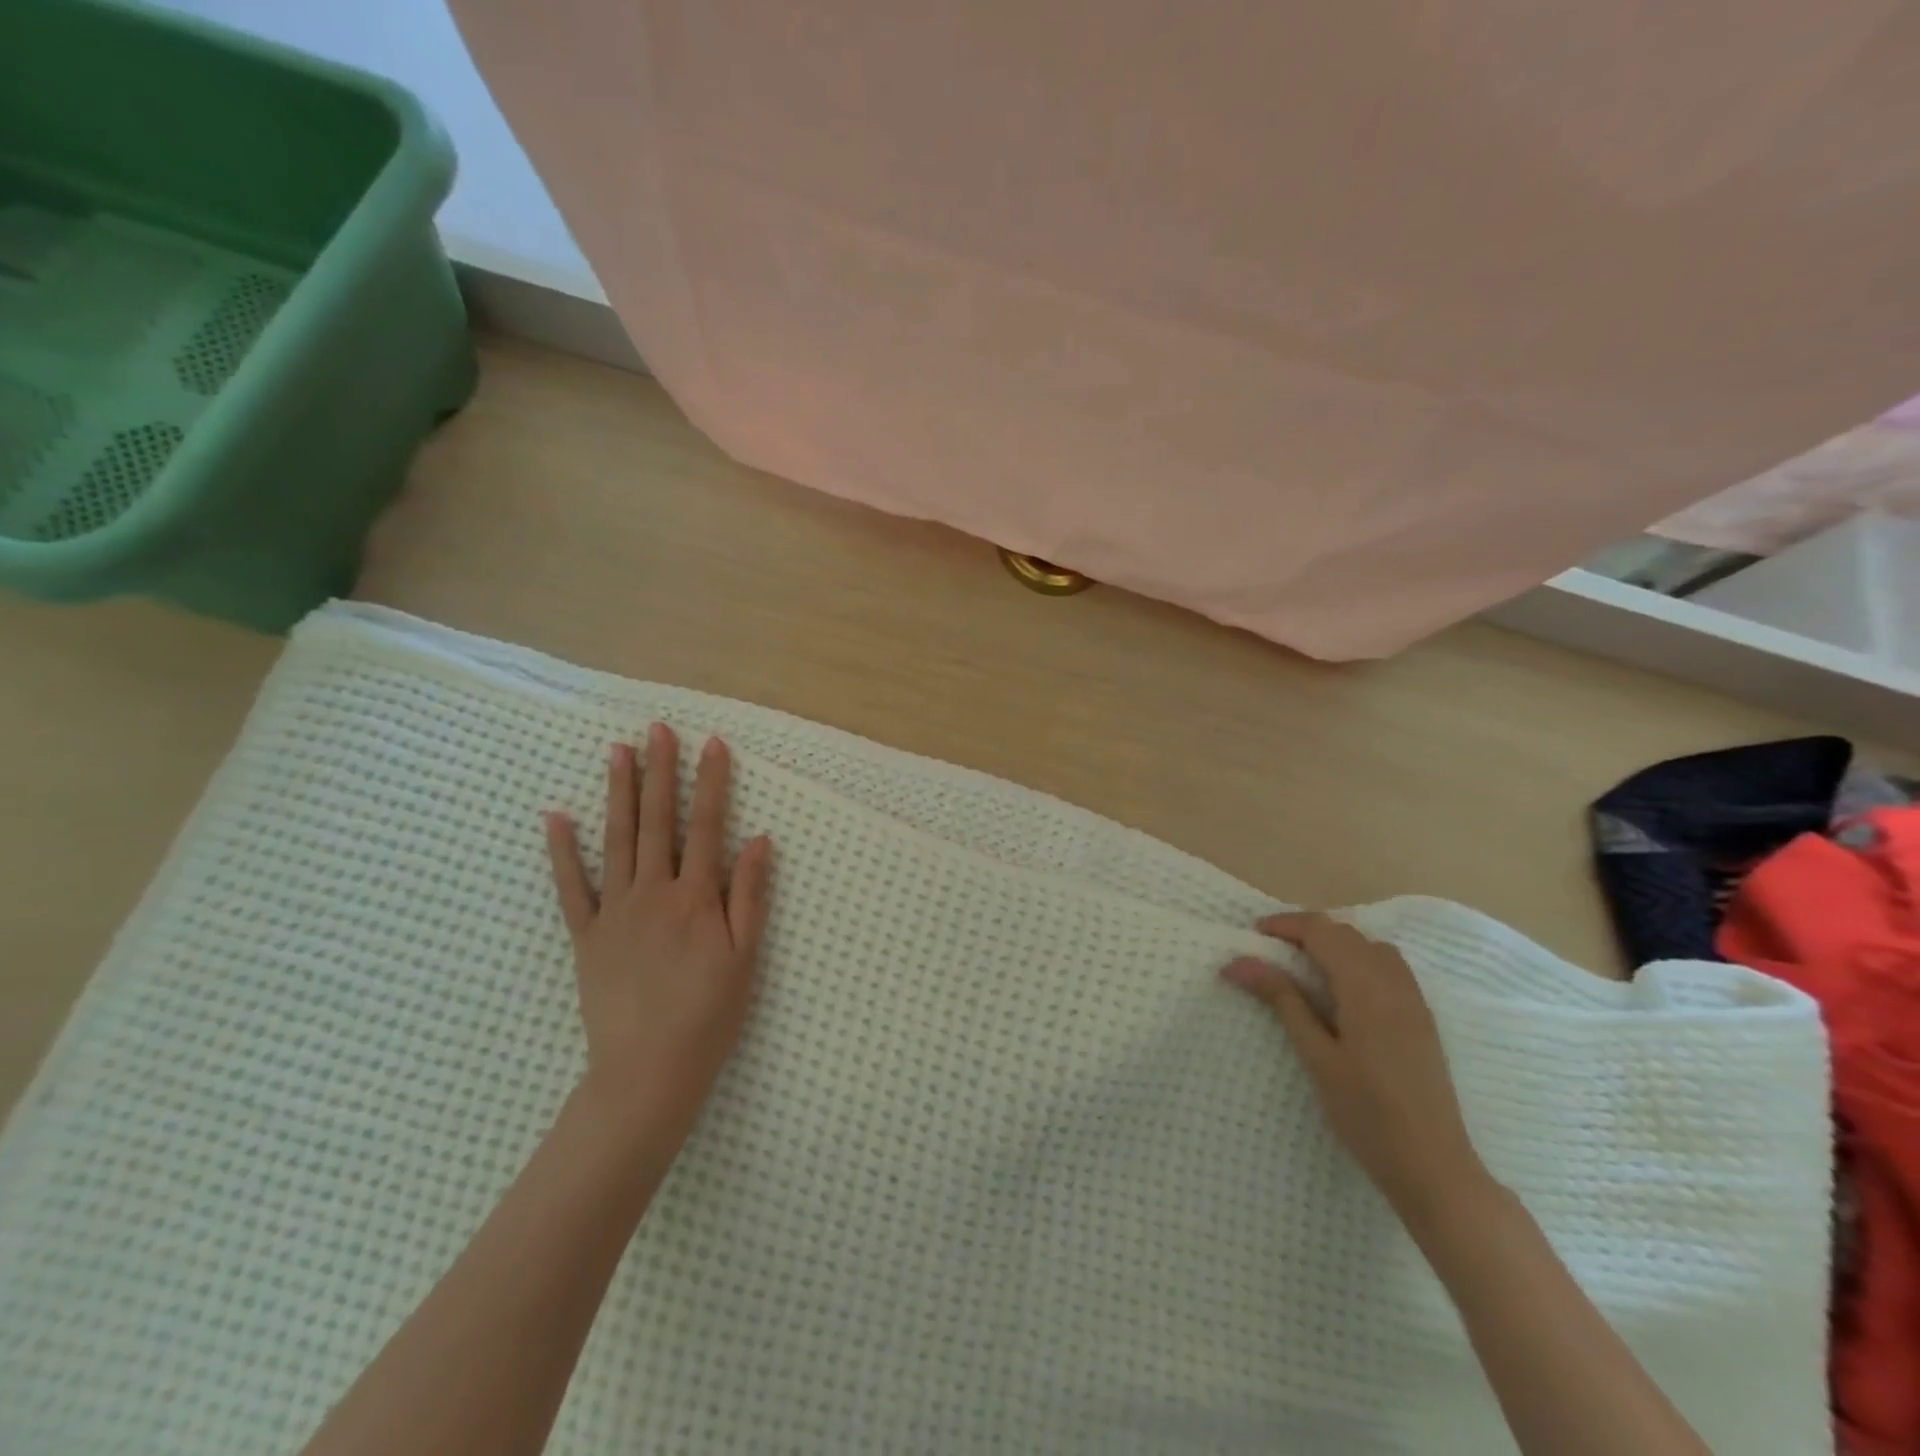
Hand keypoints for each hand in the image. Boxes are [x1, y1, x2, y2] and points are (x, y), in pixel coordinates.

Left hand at [545, 724, 773, 1151]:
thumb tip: (758, 840)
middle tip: (657, 730)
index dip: (711, 783)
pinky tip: (557, 817)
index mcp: (696, 898)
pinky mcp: (586, 936)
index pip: (707, 827)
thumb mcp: (745, 957)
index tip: (712, 744)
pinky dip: (563, 851)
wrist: (647, 1073)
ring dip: (618, 793)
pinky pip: (571, 887)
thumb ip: (749, 895)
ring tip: (618, 751)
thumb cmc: (709, 1016)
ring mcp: (615, 912)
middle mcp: (654, 893)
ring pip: (616, 840)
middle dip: (660, 772)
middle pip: (658, 822)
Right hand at [1222, 912, 1490, 1219]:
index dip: (1286, 924)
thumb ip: (1282, 1000)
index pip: (1323, 932)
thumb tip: (1240, 962)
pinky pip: (1389, 966)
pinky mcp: (1422, 1018)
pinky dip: (1359, 959)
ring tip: (1304, 964)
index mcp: (1366, 989)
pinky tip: (1343, 988)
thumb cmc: (1366, 1114)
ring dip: (1336, 943)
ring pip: (1371, 946)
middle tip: (1271, 949)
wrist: (1434, 1167)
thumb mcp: (1316, 1056)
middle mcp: (1394, 983)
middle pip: (1347, 934)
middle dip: (1307, 931)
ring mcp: (1414, 1000)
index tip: (1254, 932)